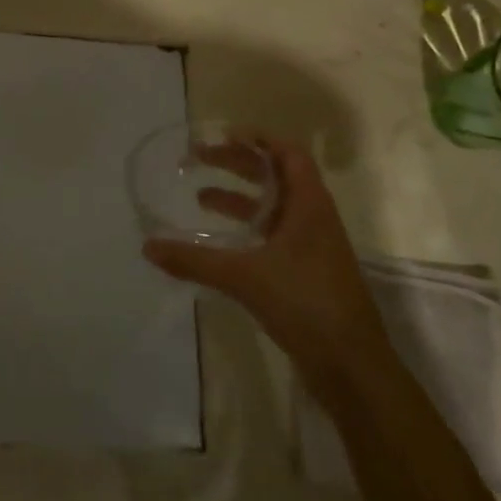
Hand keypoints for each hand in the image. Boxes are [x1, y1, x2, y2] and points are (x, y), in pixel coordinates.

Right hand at [143, 134, 389, 397]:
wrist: (352, 367)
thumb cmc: (306, 304)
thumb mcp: (245, 277)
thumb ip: (195, 260)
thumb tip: (148, 246)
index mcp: (309, 205)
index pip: (289, 153)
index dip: (259, 138)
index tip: (224, 133)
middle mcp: (314, 219)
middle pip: (276, 176)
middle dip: (238, 164)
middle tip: (199, 158)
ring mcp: (312, 247)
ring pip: (273, 208)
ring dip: (240, 198)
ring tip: (201, 198)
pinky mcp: (307, 273)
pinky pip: (273, 236)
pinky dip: (247, 229)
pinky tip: (222, 242)